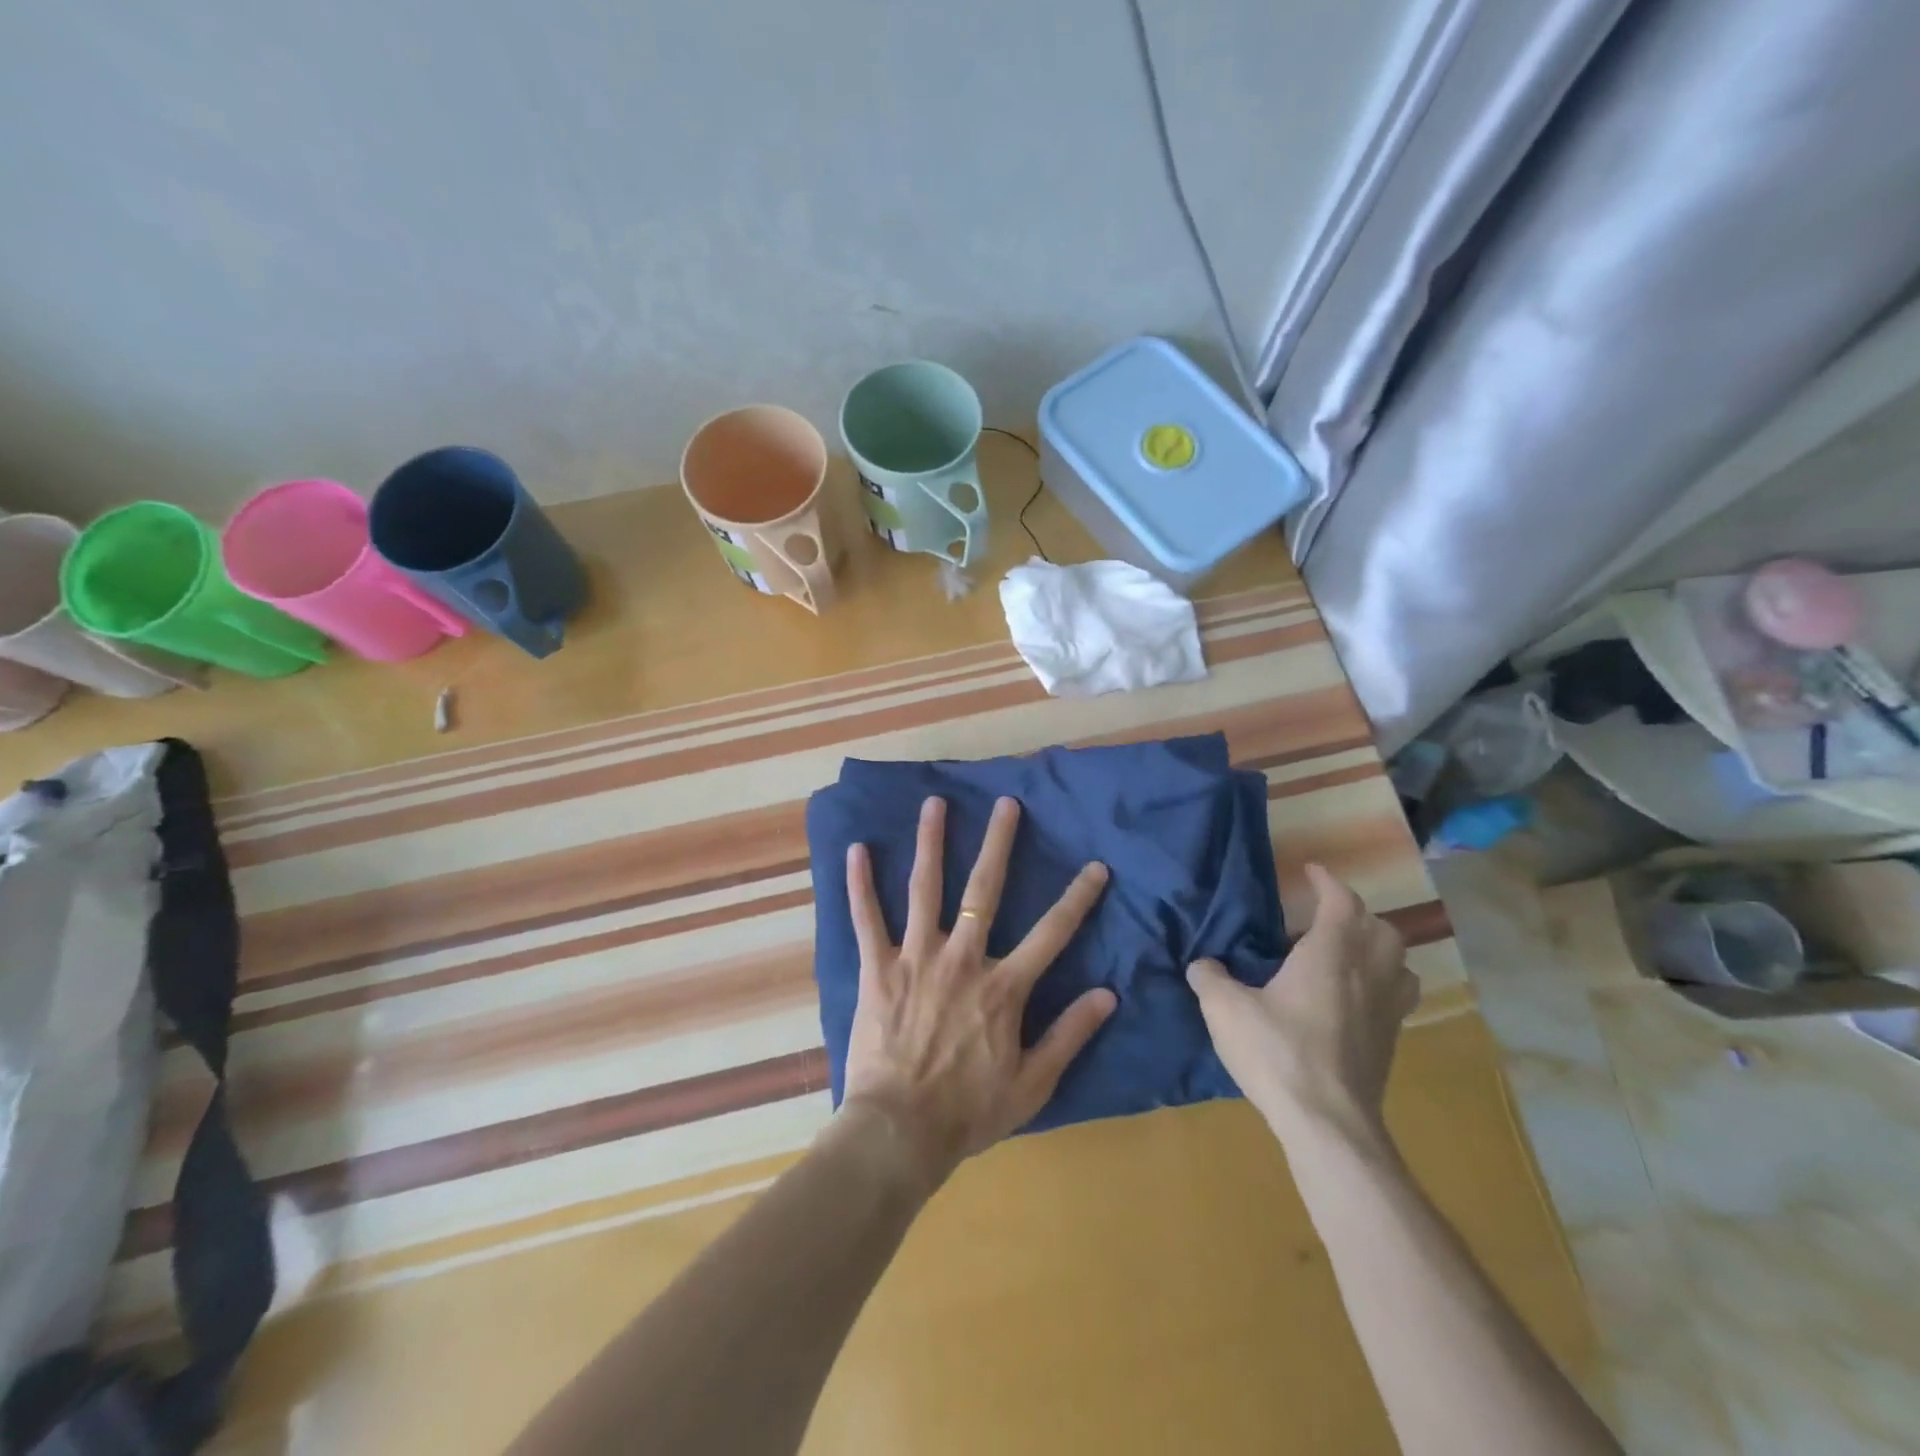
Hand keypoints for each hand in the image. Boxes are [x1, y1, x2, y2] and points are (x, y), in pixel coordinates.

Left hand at [839, 795, 1115, 1195]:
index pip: (1052, 932)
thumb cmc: (969, 1111)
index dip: (1078, 897)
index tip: (1096, 866)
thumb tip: (1108, 994)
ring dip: (931, 843)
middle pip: (984, 890)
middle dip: (999, 843)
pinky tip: (856, 850)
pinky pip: (866, 919)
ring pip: (924, 889)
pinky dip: (859, 884)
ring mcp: (916, 958)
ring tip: (934, 804)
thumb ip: (1070, 1036)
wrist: (899, 1133)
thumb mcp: (1033, 1084)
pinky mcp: (878, 968)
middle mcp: (962, 959)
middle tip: (1006, 804)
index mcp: (1003, 987)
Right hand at [1187, 864, 1417, 1147]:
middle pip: (1380, 927)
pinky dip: (1383, 982)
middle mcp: (1368, 974)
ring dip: (1377, 947)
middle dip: (1355, 913)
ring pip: (1399, 961)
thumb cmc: (1277, 1053)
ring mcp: (1386, 1010)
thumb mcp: (1225, 1010)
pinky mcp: (1390, 1041)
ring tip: (1346, 954)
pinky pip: (1399, 995)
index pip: (1341, 901)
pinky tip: (1354, 998)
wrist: (1328, 1123)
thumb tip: (1202, 964)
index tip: (1310, 871)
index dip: (1327, 880)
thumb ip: (1209, 978)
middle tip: (1323, 917)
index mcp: (1330, 955)